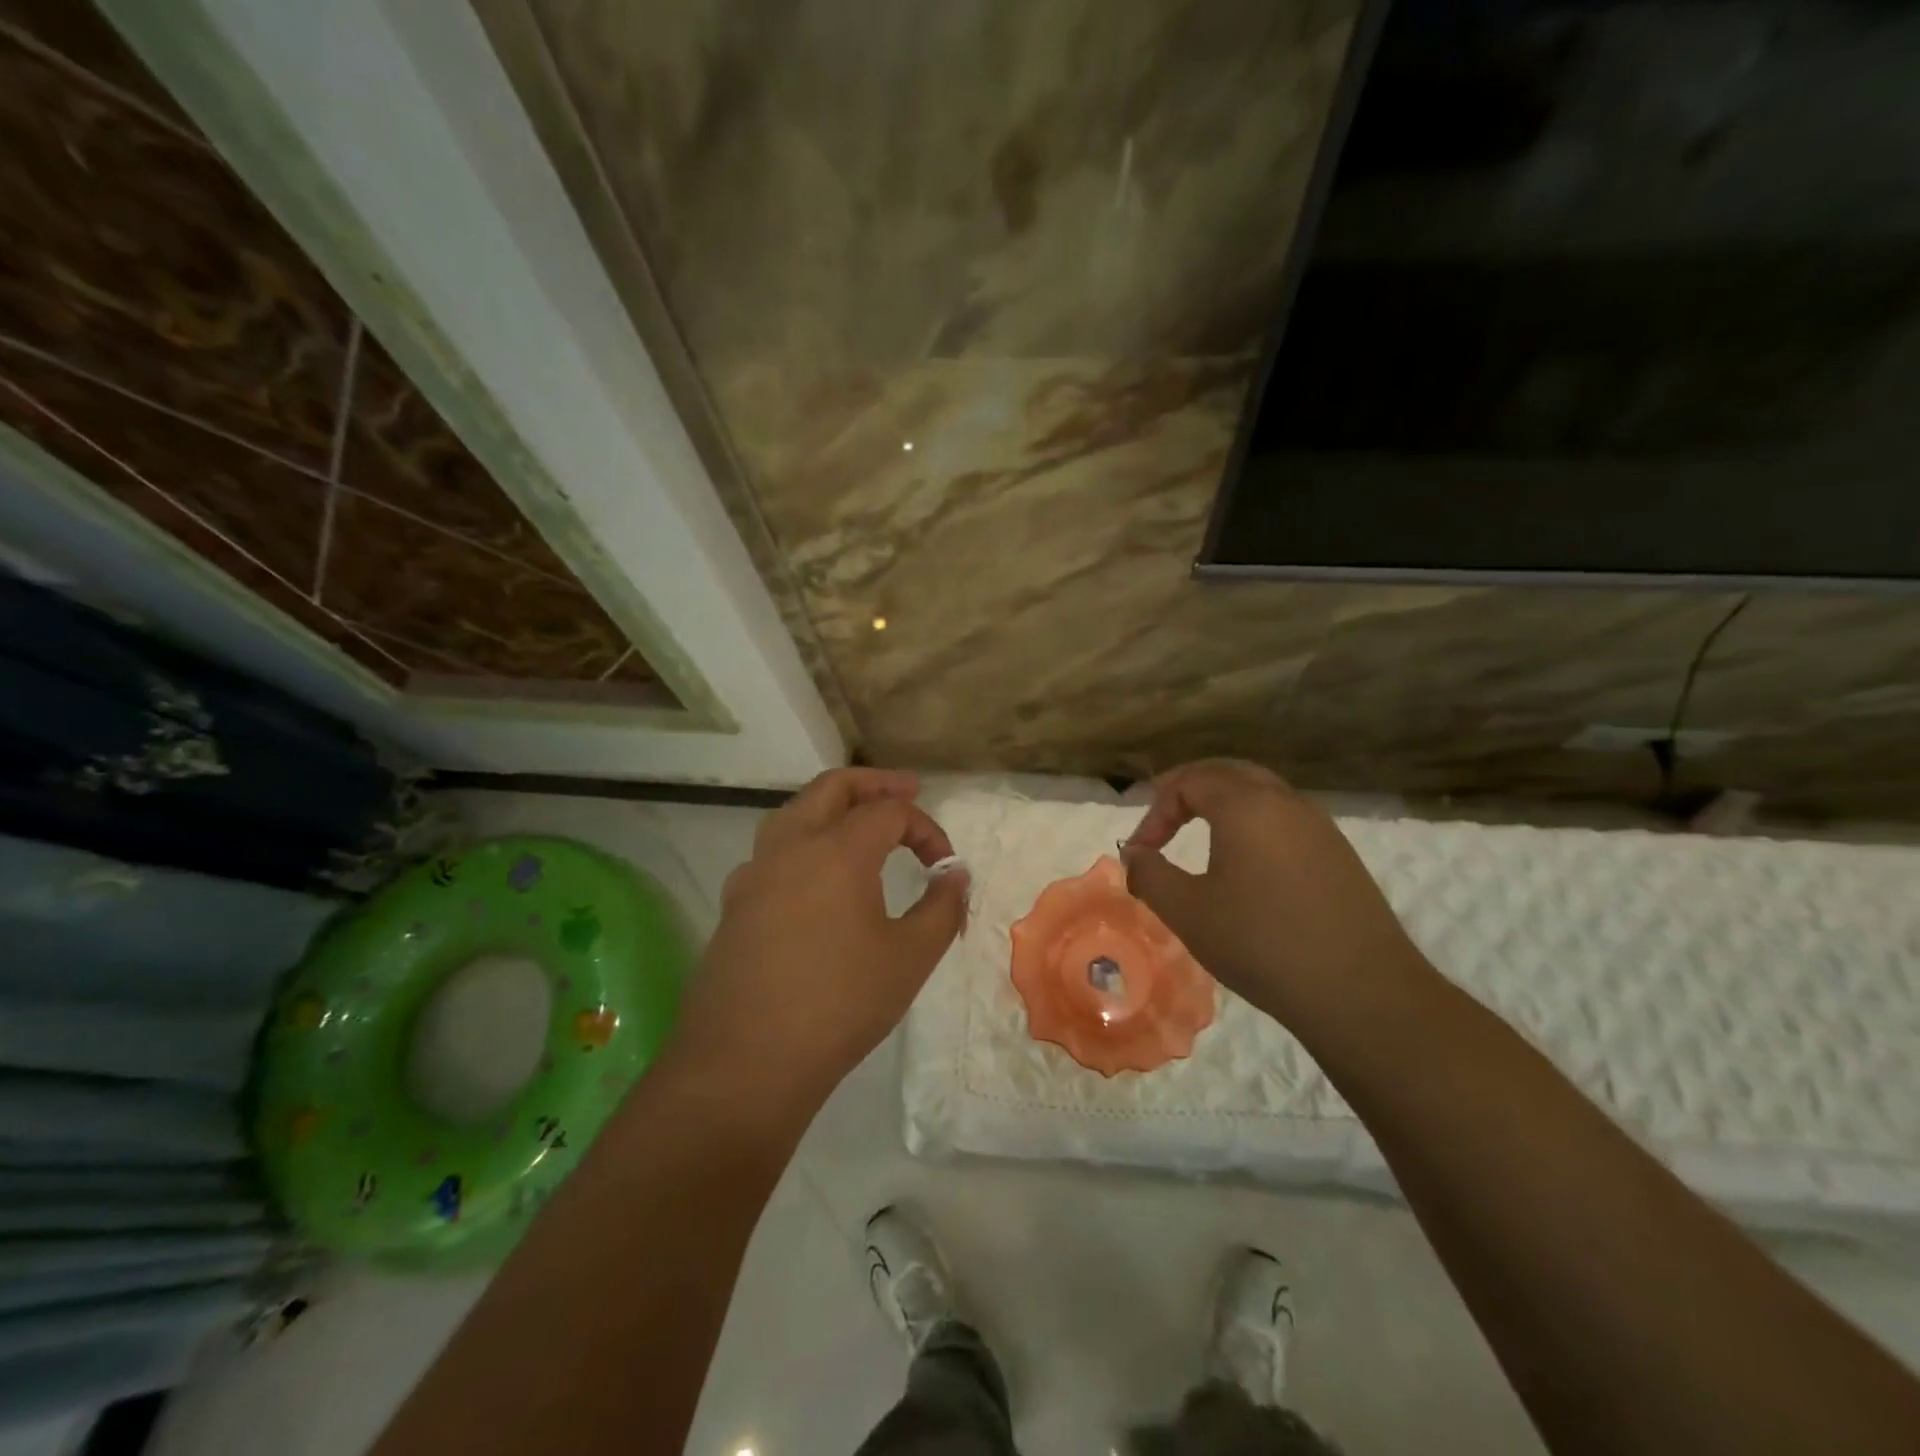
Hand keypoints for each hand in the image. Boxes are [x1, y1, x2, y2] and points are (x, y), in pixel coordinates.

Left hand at [671, 768, 968, 1110]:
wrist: (745, 1063)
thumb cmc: (839, 1005)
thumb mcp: (910, 958)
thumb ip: (942, 907)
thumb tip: (955, 875)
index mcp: (837, 851)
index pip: (890, 812)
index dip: (926, 828)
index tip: (944, 865)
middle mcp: (790, 846)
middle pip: (833, 787)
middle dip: (874, 784)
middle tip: (907, 790)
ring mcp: (754, 873)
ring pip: (794, 812)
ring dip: (833, 806)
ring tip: (861, 823)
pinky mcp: (734, 903)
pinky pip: (773, 851)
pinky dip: (805, 841)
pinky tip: (817, 878)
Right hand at [1120, 759, 1424, 1023]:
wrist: (1361, 991)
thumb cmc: (1261, 943)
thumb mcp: (1188, 912)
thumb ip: (1150, 875)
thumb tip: (1134, 854)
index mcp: (1245, 805)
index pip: (1188, 783)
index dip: (1155, 812)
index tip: (1141, 851)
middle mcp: (1285, 802)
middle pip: (1228, 772)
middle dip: (1190, 787)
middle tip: (1164, 813)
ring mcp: (1319, 826)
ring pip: (1262, 792)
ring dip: (1224, 802)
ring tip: (1201, 833)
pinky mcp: (1339, 854)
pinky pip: (1286, 818)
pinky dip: (1254, 822)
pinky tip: (1247, 862)